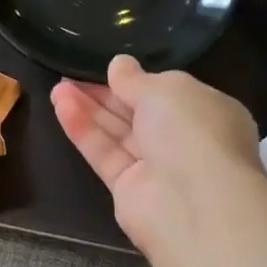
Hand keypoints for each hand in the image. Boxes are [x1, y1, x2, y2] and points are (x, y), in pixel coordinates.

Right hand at [51, 56, 265, 258]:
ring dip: (89, 109)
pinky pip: (105, 154)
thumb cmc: (192, 131)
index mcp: (208, 113)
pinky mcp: (129, 190)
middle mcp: (184, 140)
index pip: (170, 93)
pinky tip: (61, 106)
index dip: (139, 80)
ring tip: (58, 87)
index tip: (110, 68)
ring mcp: (157, 168)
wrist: (193, 202)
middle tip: (71, 74)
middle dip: (106, 93)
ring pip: (118, 133)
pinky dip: (84, 131)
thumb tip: (119, 64)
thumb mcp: (165, 90)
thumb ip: (135, 79)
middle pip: (139, 113)